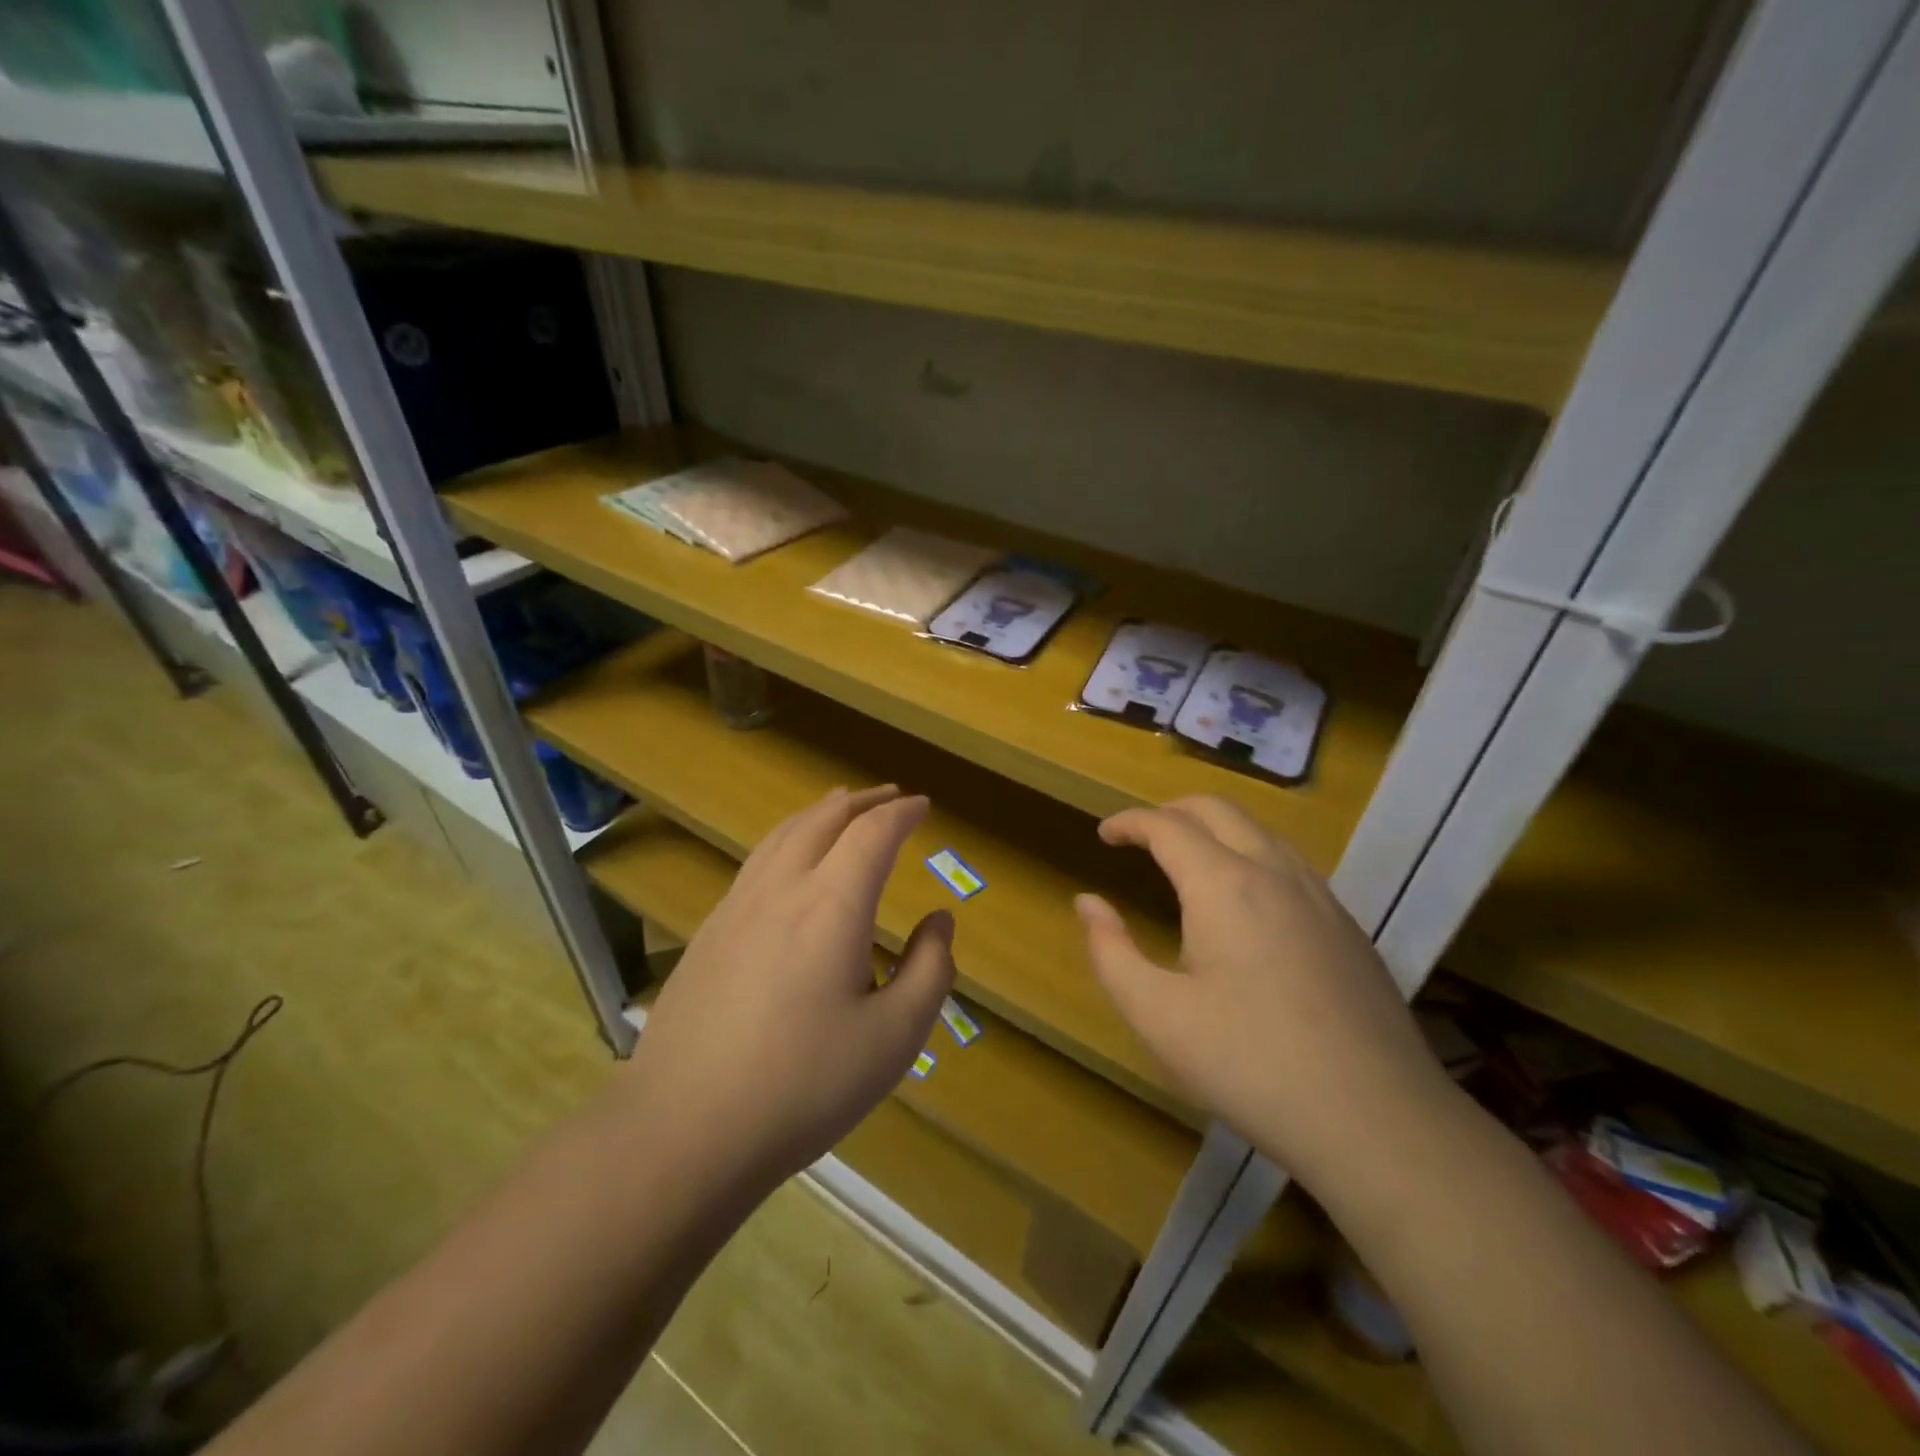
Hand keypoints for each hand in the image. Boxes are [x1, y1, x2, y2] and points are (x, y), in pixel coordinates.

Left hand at [628, 786, 954, 1195]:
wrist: (684, 1129)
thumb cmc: (803, 1086)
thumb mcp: (894, 1038)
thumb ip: (929, 971)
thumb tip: (940, 921)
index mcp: (832, 905)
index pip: (872, 833)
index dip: (901, 812)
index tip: (923, 805)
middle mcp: (782, 889)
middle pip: (823, 819)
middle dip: (861, 801)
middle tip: (889, 797)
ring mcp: (736, 908)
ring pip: (782, 834)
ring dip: (819, 813)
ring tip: (840, 807)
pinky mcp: (708, 933)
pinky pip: (756, 862)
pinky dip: (786, 840)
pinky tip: (788, 863)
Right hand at [1076, 796, 1451, 1186]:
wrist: (1378, 1122)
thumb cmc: (1250, 1065)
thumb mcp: (1157, 1015)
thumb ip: (1111, 951)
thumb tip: (1088, 902)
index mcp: (1224, 885)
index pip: (1168, 826)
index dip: (1129, 822)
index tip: (1104, 835)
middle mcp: (1275, 873)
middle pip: (1219, 810)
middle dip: (1172, 810)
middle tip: (1141, 835)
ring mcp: (1321, 898)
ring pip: (1261, 832)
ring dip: (1216, 829)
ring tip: (1188, 859)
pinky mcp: (1348, 928)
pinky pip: (1290, 865)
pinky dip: (1252, 855)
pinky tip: (1246, 903)